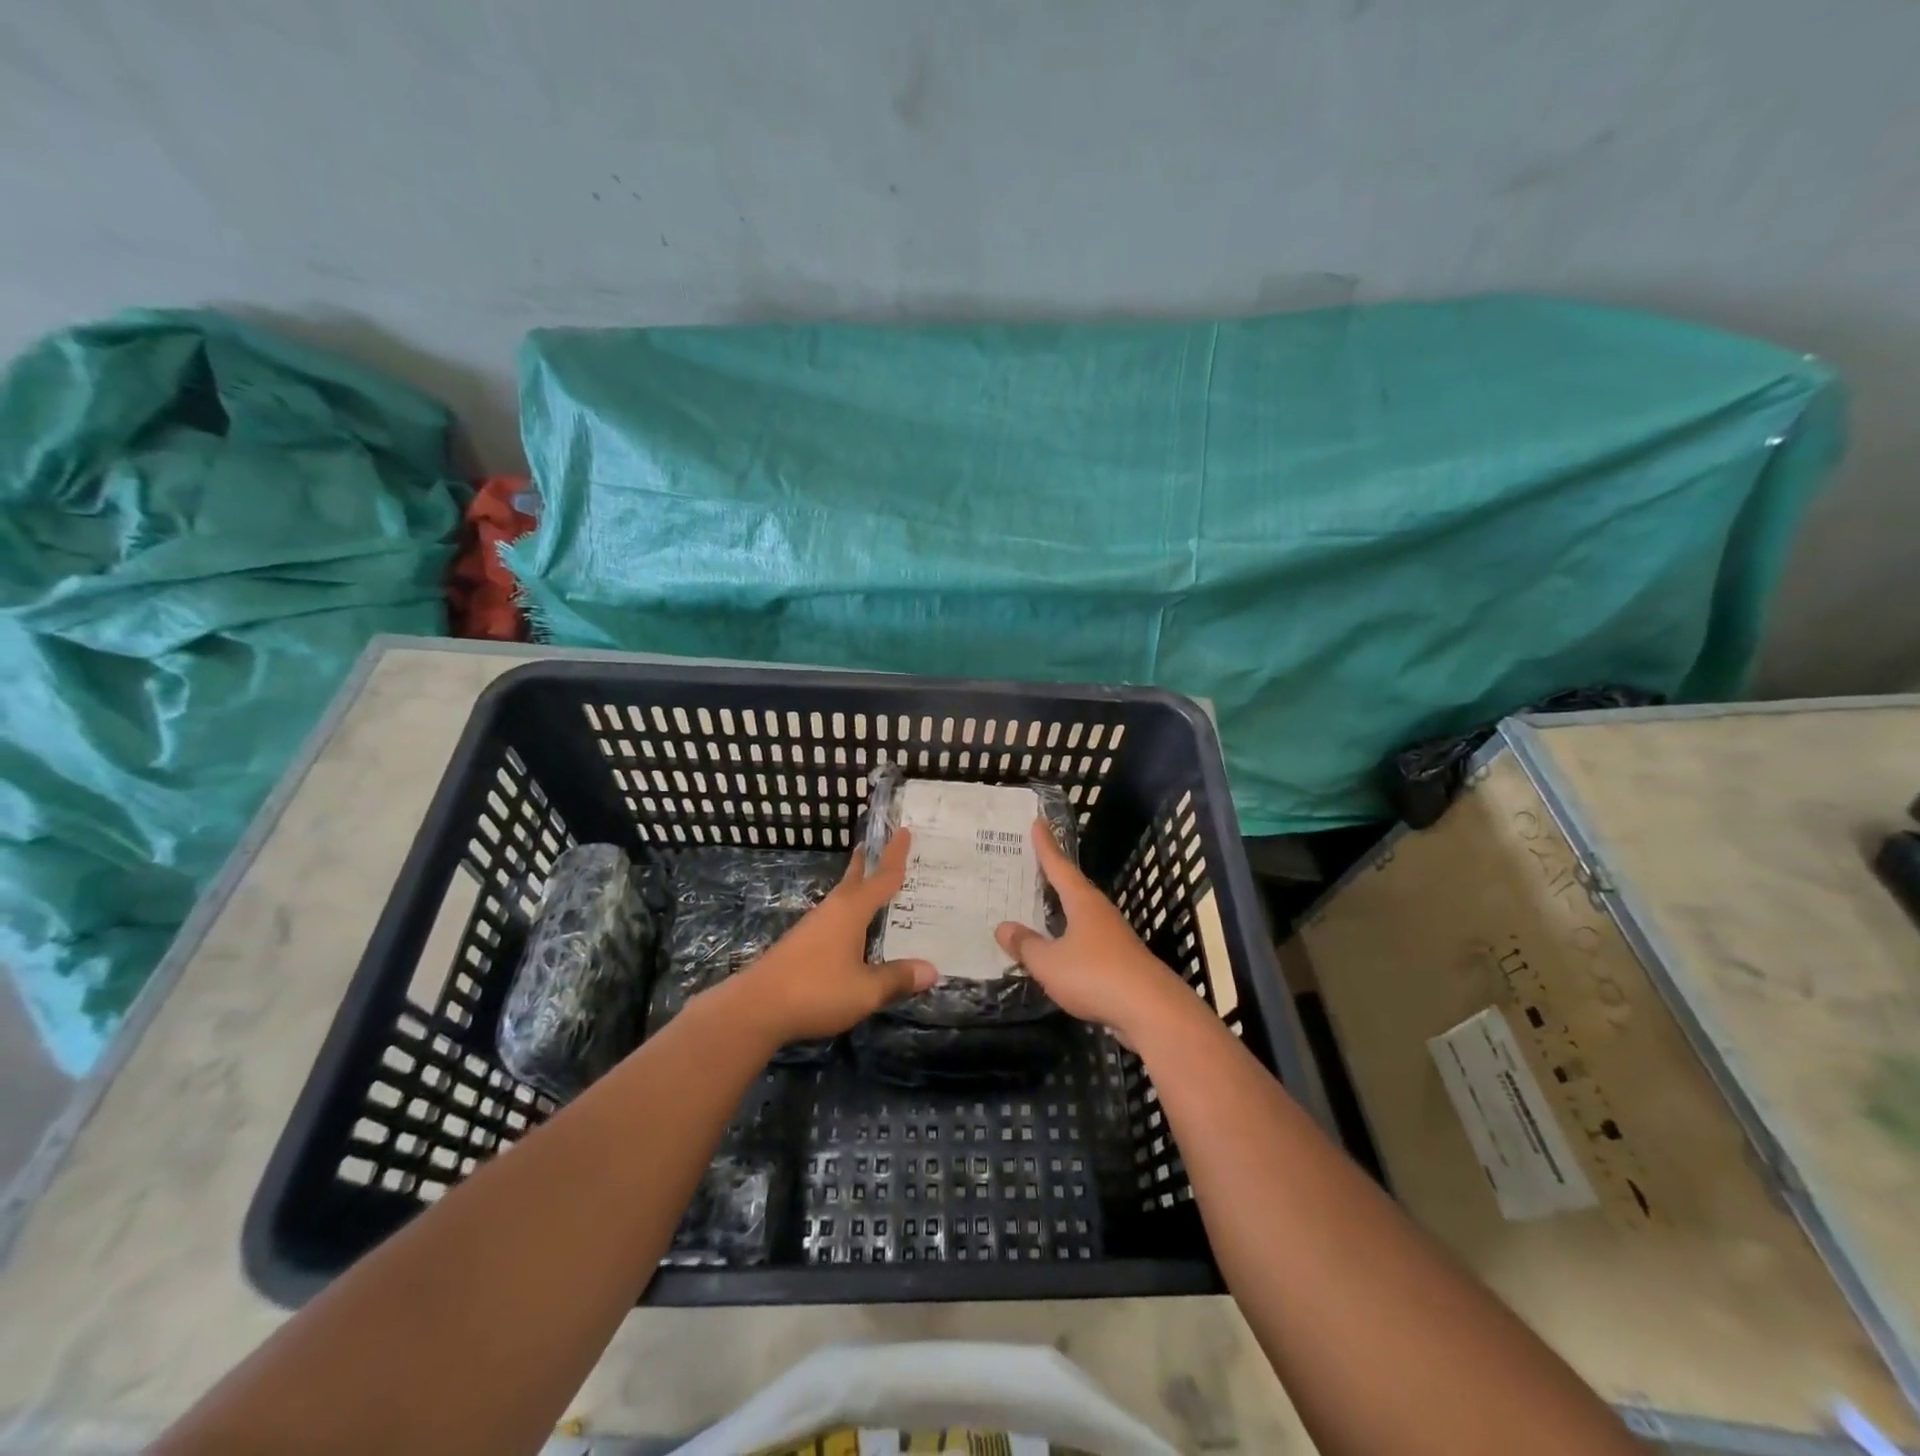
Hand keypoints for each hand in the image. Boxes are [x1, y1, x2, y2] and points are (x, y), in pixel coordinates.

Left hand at [722, 829, 936, 1046]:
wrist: (756, 1008)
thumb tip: (932, 970)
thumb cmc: (816, 990)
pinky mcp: (802, 944)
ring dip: (859, 887)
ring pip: (843, 898)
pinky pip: (835, 917)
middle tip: (883, 843)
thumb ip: (897, 978)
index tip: (905, 830)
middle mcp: (833, 910)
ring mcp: (814, 926)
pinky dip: (850, 912)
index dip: (895, 856)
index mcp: (851, 911)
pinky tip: (853, 929)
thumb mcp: (865, 990)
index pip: (881, 878)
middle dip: (869, 861)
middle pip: (855, 879)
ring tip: (874, 885)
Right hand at [995, 819, 1197, 1044]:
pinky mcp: (1121, 962)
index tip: (1039, 822)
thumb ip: (1026, 945)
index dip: (1046, 846)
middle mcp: (1100, 912)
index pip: (1059, 866)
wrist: (1152, 1011)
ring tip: (1041, 906)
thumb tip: (1003, 926)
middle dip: (1054, 876)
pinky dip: (1070, 938)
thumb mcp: (1049, 962)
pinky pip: (1088, 940)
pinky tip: (1061, 949)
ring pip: (1082, 915)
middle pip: (1073, 887)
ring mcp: (1114, 937)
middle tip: (1032, 864)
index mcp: (1083, 902)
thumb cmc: (1096, 976)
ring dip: (1062, 910)